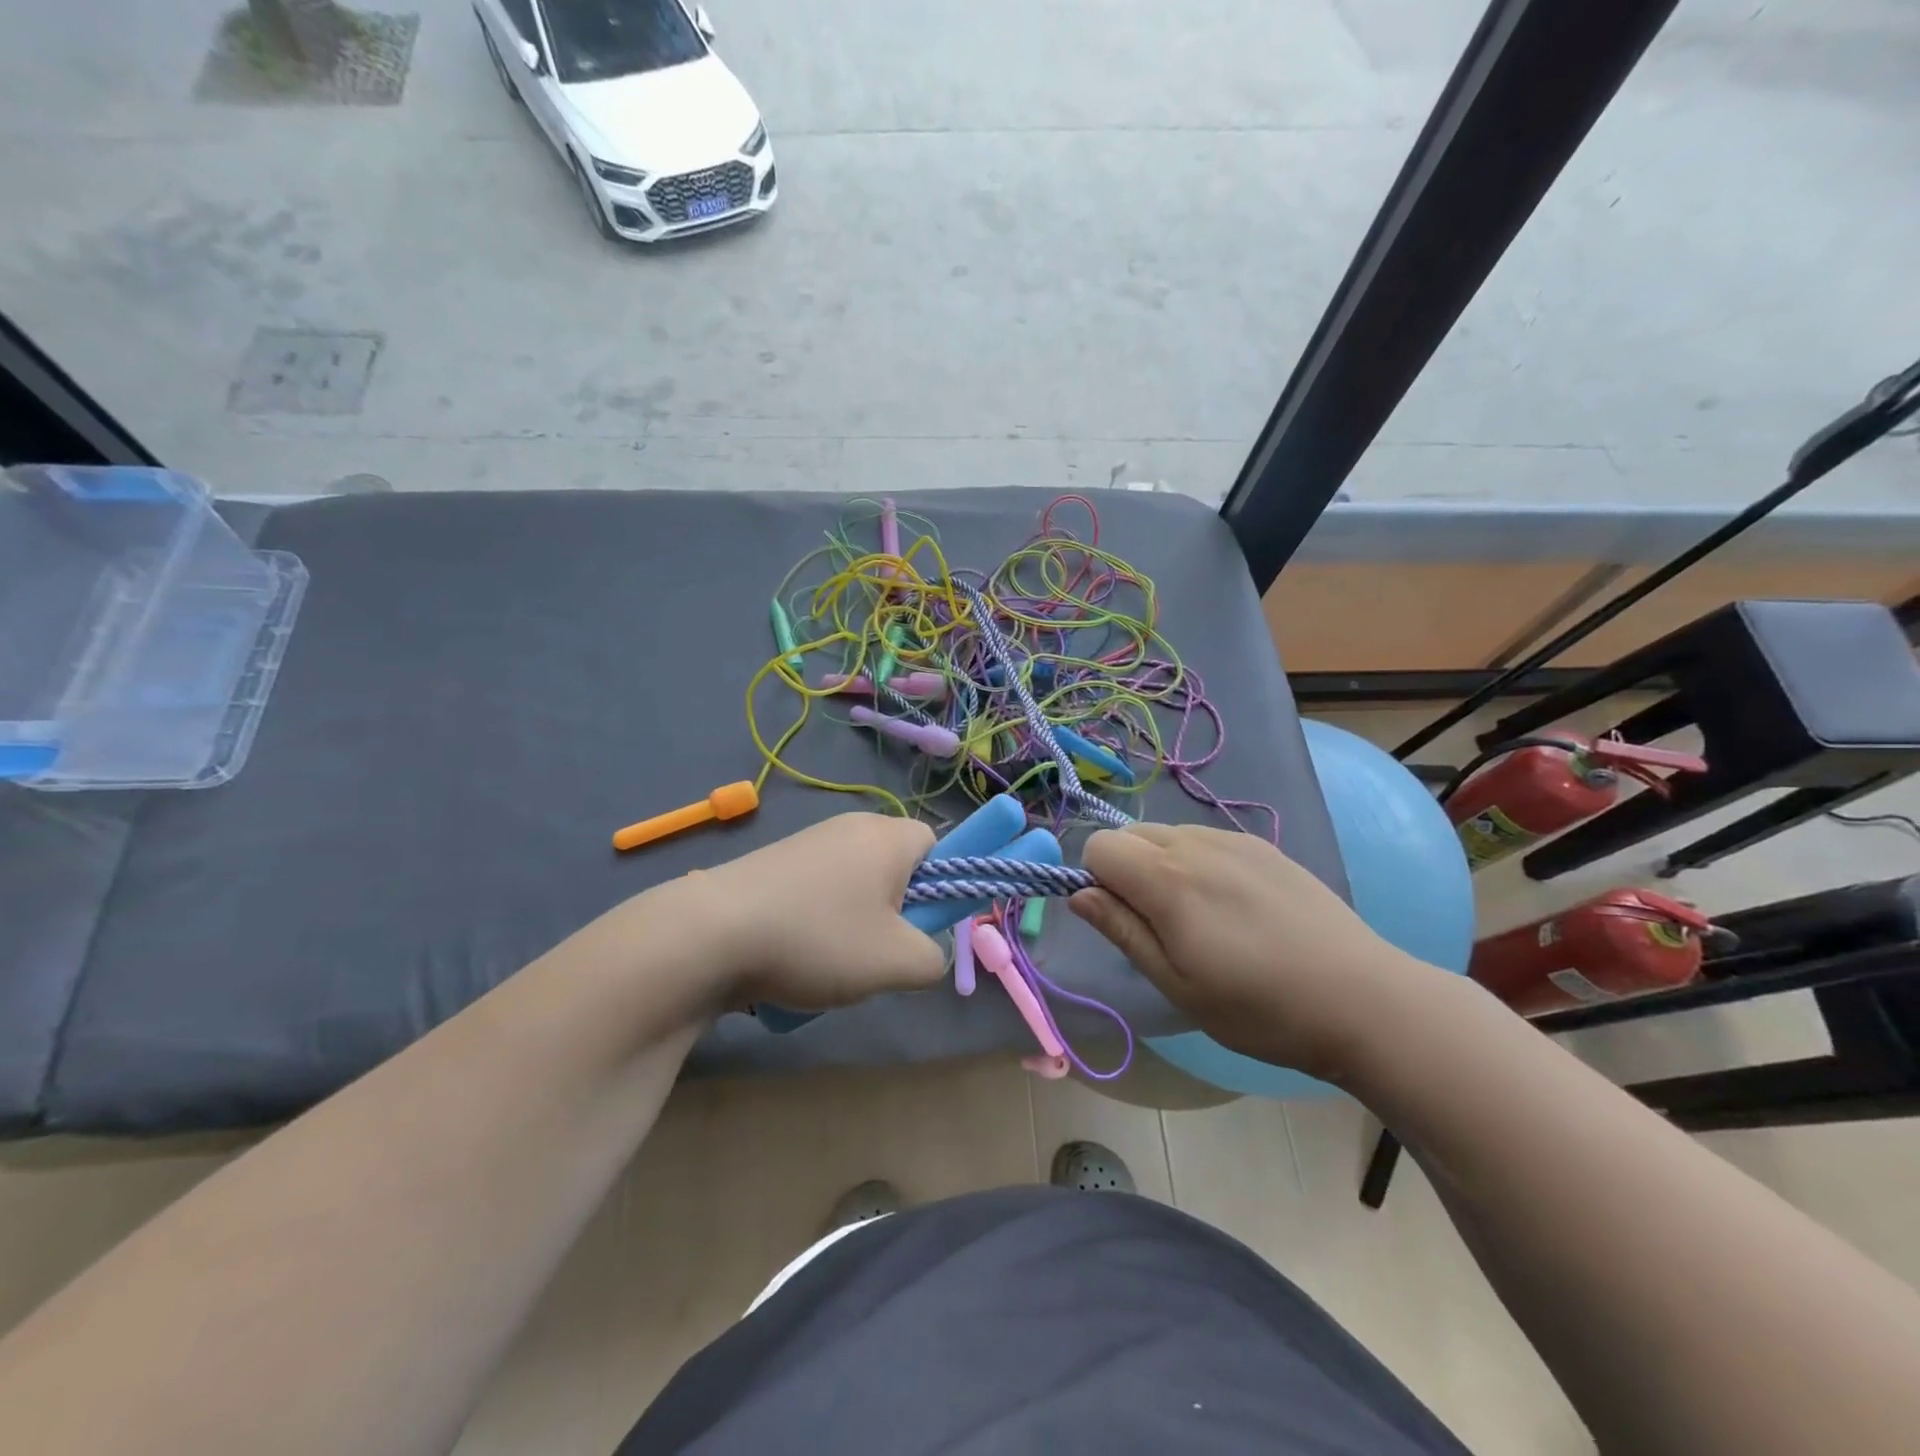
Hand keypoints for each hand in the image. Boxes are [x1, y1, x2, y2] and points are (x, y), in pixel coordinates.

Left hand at [698, 812, 946, 1012]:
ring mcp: (807, 841)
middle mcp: (850, 826)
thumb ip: (934, 958)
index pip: (937, 844)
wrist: (710, 934)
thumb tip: (926, 951)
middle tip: (878, 952)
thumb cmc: (819, 939)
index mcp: (887, 836)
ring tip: (831, 962)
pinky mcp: (774, 862)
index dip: (939, 885)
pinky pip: (816, 891)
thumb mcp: (897, 963)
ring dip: (854, 923)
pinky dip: (816, 922)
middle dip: (894, 911)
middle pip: (894, 866)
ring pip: (854, 884)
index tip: (917, 925)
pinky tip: (794, 956)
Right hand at [1069, 823, 1438, 1084]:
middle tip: (1159, 925)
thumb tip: (1077, 894)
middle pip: (1130, 834)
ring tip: (1200, 917)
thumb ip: (1122, 930)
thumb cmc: (1259, 1007)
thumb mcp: (1176, 984)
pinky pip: (1206, 839)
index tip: (1123, 920)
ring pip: (1168, 834)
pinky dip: (1197, 862)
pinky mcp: (1264, 847)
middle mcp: (1196, 843)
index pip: (1100, 847)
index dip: (1097, 880)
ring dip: (1161, 864)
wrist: (1361, 999)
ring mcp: (1234, 840)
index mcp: (1167, 879)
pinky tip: (1233, 906)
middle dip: (1126, 870)